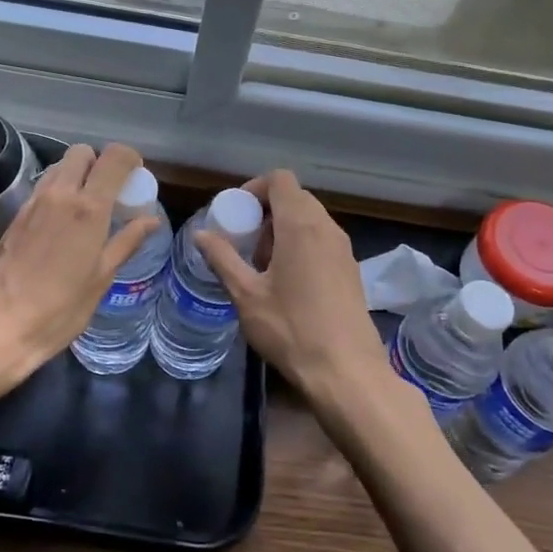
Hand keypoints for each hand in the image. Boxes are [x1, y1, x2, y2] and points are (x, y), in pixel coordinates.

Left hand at [0, 142, 158, 389]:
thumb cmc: (58, 309)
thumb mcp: (100, 279)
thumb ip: (126, 242)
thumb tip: (150, 220)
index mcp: (87, 208)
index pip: (113, 157)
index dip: (129, 159)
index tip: (136, 177)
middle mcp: (59, 194)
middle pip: (82, 153)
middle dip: (99, 163)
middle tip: (110, 193)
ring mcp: (33, 203)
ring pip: (59, 168)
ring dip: (77, 176)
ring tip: (87, 210)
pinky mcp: (15, 216)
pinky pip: (43, 188)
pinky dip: (59, 193)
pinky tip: (63, 226)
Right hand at [196, 171, 389, 414]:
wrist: (346, 371)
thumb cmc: (290, 328)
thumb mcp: (246, 295)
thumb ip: (222, 259)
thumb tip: (201, 234)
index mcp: (300, 225)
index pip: (280, 179)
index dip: (255, 187)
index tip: (236, 213)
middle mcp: (327, 228)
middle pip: (296, 197)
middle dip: (267, 211)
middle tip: (245, 241)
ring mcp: (343, 248)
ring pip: (311, 219)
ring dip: (284, 229)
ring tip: (262, 264)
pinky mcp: (351, 269)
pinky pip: (323, 239)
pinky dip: (302, 244)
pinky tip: (287, 281)